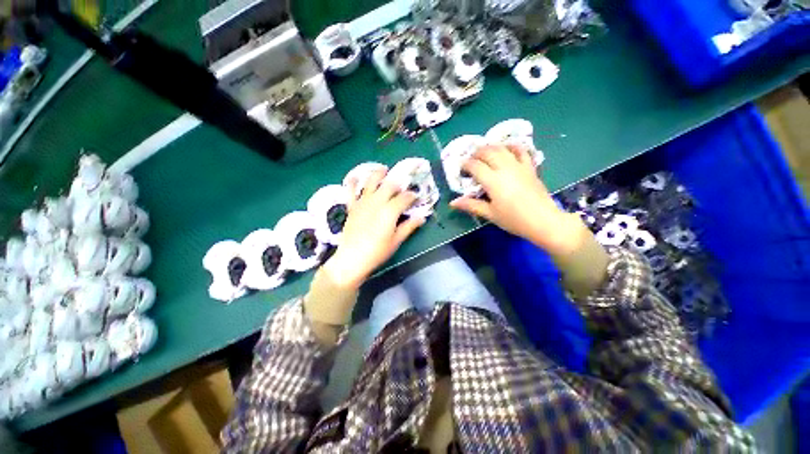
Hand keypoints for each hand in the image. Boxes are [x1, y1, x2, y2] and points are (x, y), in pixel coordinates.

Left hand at [323, 169, 425, 289]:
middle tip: (403, 186)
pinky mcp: (352, 207)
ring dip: (379, 174)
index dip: (412, 196)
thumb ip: (409, 227)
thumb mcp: (396, 241)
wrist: (352, 259)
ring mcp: (362, 202)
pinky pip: (351, 191)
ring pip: (371, 182)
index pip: (405, 197)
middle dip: (398, 183)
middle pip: (390, 185)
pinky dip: (353, 182)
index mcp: (390, 210)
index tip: (416, 197)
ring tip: (384, 170)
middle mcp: (377, 202)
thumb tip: (422, 218)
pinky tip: (356, 176)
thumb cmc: (377, 252)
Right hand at [450, 145, 583, 256]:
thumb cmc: (513, 219)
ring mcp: (519, 166)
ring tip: (484, 152)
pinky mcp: (529, 168)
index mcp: (493, 181)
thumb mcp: (490, 214)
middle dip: (476, 153)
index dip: (465, 164)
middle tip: (471, 159)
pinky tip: (507, 147)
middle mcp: (505, 169)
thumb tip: (453, 203)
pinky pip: (521, 151)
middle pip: (488, 152)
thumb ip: (471, 205)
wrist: (543, 221)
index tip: (461, 167)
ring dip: (491, 147)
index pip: (475, 166)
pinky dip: (513, 146)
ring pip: (502, 149)